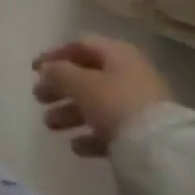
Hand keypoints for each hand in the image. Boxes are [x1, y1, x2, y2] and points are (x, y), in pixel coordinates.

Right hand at [32, 36, 172, 157]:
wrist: (160, 149)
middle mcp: (129, 73)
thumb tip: (47, 69)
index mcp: (117, 53)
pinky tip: (76, 147)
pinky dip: (90, 134)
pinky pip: (111, 128)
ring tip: (50, 125)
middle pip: (87, 76)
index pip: (80, 46)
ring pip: (97, 103)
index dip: (55, 55)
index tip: (34, 70)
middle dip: (60, 87)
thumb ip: (59, 73)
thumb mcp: (81, 84)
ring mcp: (138, 104)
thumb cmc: (115, 103)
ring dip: (70, 112)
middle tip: (38, 98)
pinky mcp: (143, 132)